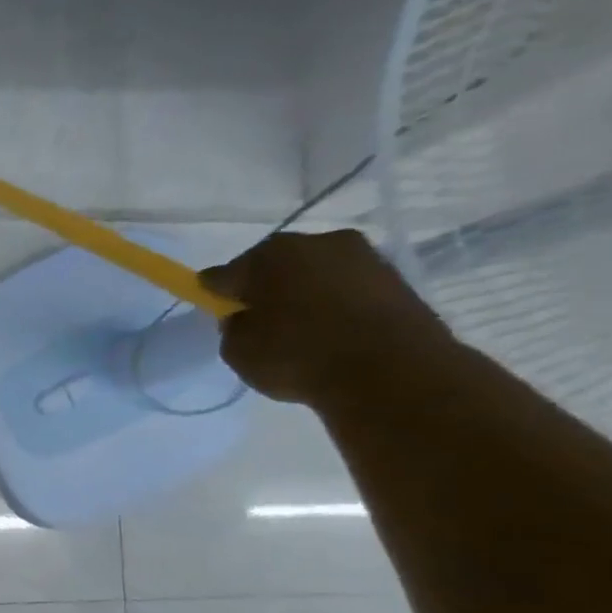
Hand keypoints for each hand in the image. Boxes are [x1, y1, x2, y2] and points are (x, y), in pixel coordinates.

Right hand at [200, 229, 454, 405]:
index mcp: (268, 255)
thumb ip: (233, 326)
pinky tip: (330, 332)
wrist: (390, 370)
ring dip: (303, 295)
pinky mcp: (395, 277)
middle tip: (259, 322)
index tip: (216, 313)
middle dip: (264, 288)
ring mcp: (362, 256)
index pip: (224, 274)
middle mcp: (316, 242)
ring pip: (314, 274)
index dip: (216, 294)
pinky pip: (346, 288)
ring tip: (300, 331)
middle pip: (275, 266)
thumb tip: (245, 315)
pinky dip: (334, 304)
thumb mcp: (237, 350)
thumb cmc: (297, 356)